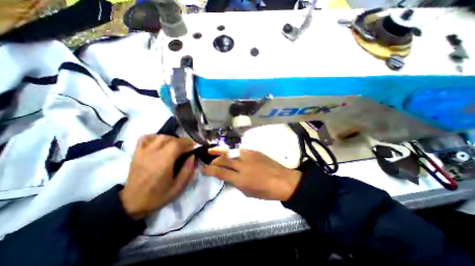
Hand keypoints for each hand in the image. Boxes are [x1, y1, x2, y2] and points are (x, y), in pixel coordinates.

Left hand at [121, 136, 194, 218]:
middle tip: (187, 148)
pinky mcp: (137, 153)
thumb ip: (188, 170)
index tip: (194, 147)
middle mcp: (152, 154)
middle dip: (182, 141)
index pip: (177, 144)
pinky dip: (155, 137)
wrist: (132, 203)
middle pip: (170, 139)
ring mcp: (143, 152)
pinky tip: (161, 143)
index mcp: (163, 163)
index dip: (188, 143)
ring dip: (171, 138)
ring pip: (160, 136)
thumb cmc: (158, 196)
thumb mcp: (178, 187)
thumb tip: (192, 156)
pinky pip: (146, 138)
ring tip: (176, 146)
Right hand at [201, 149, 299, 200]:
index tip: (203, 169)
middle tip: (210, 162)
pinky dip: (232, 151)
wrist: (283, 180)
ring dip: (220, 151)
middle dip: (214, 160)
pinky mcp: (254, 151)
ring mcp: (248, 156)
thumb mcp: (247, 192)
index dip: (209, 171)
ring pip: (230, 152)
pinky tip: (230, 152)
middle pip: (223, 160)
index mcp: (240, 179)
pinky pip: (239, 150)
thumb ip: (235, 183)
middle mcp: (242, 166)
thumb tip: (227, 176)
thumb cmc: (266, 191)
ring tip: (212, 150)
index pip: (220, 173)